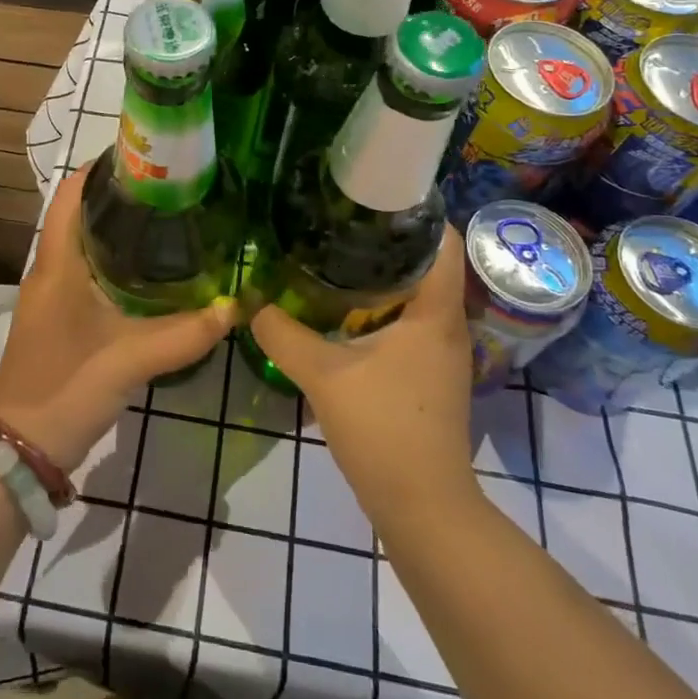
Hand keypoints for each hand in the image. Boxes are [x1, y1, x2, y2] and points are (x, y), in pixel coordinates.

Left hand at [0, 165, 235, 471]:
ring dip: (114, 229)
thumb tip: (237, 306)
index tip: (142, 157)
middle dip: (117, 197)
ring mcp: (51, 295)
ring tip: (165, 219)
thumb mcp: (131, 358)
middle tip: (168, 188)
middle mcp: (49, 270)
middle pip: (77, 214)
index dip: (98, 169)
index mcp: (57, 263)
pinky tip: (147, 272)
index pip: (69, 195)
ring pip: (82, 244)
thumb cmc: (67, 387)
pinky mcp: (59, 318)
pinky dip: (113, 260)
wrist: (21, 448)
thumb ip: (186, 333)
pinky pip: (85, 272)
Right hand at [250, 231, 479, 524]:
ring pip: (415, 294)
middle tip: (338, 217)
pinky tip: (342, 308)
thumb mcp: (323, 375)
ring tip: (334, 252)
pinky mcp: (429, 374)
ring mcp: (441, 352)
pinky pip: (408, 321)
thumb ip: (283, 333)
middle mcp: (447, 324)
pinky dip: (380, 306)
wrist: (423, 508)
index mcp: (435, 312)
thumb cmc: (385, 430)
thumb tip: (250, 301)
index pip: (442, 240)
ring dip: (381, 273)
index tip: (371, 190)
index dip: (415, 209)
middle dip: (385, 237)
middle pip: (425, 262)